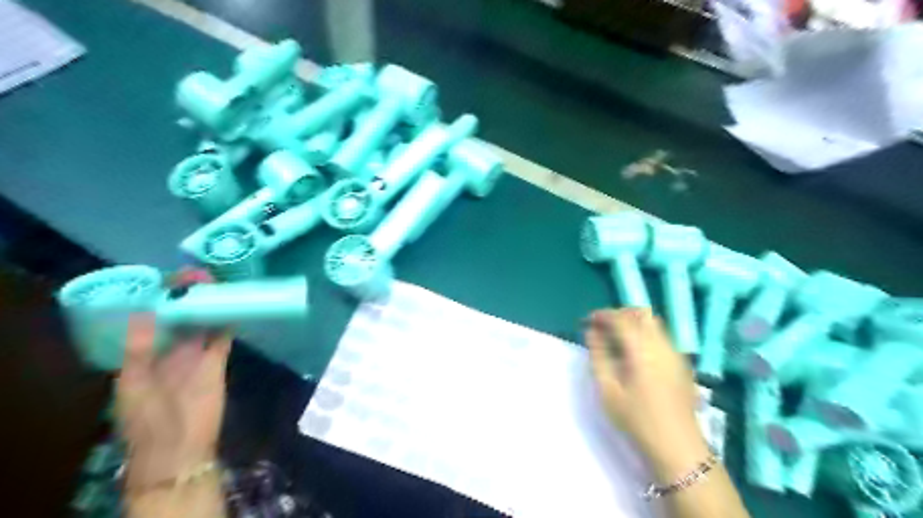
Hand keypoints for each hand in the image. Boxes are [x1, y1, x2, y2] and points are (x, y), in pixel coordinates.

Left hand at [117, 271, 233, 488]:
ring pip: (202, 323)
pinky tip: (233, 304)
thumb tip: (143, 310)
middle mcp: (169, 350)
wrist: (179, 446)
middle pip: (180, 318)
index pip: (152, 320)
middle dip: (188, 297)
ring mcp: (195, 355)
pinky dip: (227, 322)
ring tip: (217, 282)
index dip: (161, 300)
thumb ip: (138, 347)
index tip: (170, 279)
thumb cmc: (147, 417)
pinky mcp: (217, 361)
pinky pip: (222, 336)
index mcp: (143, 355)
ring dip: (209, 306)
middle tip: (199, 274)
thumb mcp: (132, 382)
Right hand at [586, 308, 708, 481]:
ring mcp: (675, 353)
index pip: (621, 319)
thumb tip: (592, 332)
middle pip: (641, 313)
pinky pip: (661, 336)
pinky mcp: (682, 363)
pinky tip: (634, 354)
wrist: (678, 448)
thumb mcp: (608, 390)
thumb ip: (598, 356)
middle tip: (602, 327)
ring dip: (633, 322)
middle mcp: (662, 345)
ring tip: (616, 339)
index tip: (587, 321)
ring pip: (653, 323)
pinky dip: (644, 333)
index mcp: (642, 350)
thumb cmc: (637, 420)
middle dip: (619, 314)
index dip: (602, 315)